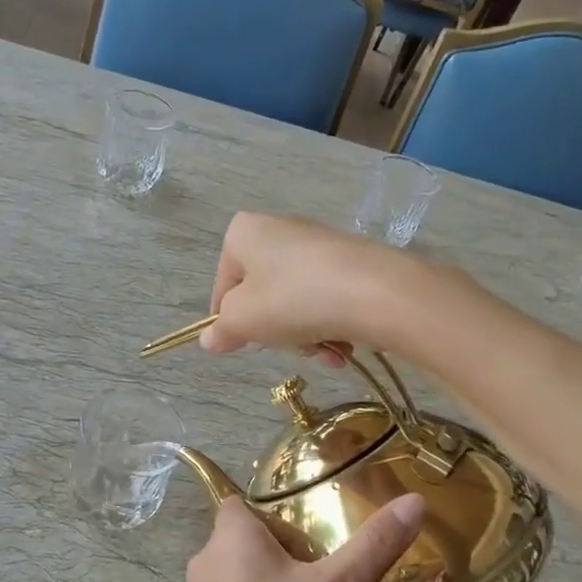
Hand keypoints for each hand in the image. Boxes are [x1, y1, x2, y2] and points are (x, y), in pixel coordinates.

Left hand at [180, 495, 425, 581]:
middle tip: (318, 573)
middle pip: (243, 539)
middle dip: (279, 551)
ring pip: (237, 575)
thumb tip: (414, 501)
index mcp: (230, 535)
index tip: (308, 535)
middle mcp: (206, 558)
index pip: (243, 503)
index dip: (274, 514)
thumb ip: (374, 544)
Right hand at [202, 214, 427, 359]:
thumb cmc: (291, 299)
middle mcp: (280, 230)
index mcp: (244, 233)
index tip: (242, 345)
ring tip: (325, 351)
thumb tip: (208, 340)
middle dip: (276, 331)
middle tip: (287, 346)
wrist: (373, 292)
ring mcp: (318, 245)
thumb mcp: (243, 320)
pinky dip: (331, 327)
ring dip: (306, 337)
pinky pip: (327, 301)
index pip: (223, 285)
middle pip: (263, 296)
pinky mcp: (351, 262)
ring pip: (296, 303)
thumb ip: (221, 330)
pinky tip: (344, 346)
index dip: (230, 321)